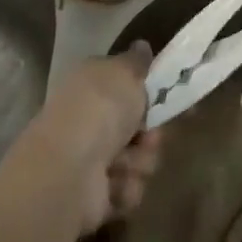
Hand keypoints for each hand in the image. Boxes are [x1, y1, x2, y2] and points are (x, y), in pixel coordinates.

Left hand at [23, 46, 164, 235]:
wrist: (70, 168)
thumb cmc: (100, 109)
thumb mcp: (125, 72)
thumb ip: (137, 61)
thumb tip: (142, 46)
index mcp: (93, 84)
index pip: (126, 86)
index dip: (151, 94)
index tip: (172, 100)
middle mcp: (90, 119)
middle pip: (137, 127)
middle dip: (150, 135)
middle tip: (150, 136)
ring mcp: (90, 159)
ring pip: (138, 159)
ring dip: (140, 162)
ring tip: (126, 163)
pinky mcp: (95, 196)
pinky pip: (128, 189)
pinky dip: (126, 187)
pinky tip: (115, 184)